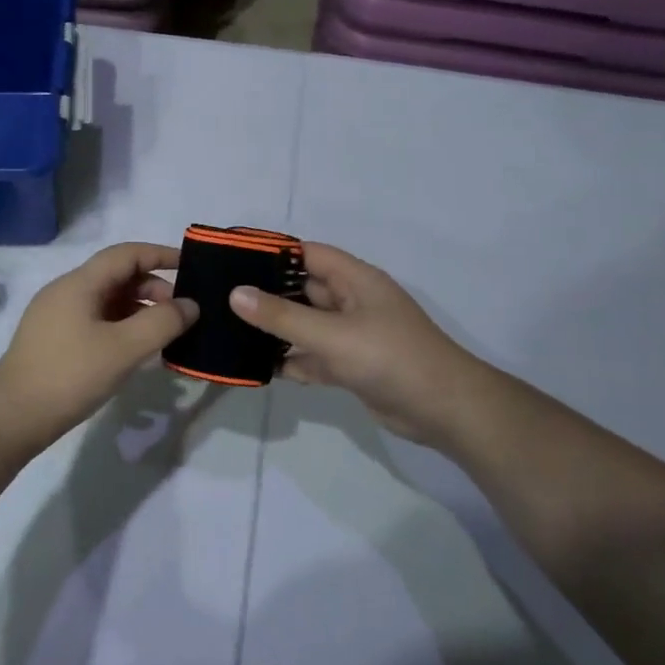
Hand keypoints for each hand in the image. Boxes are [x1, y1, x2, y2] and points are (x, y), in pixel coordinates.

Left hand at [0, 242, 198, 447]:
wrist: (12, 416)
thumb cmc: (70, 375)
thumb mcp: (124, 348)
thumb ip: (162, 322)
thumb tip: (190, 305)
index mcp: (79, 283)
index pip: (126, 254)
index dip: (160, 255)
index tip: (191, 266)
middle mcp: (66, 291)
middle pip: (117, 276)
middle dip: (153, 288)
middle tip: (180, 314)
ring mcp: (56, 315)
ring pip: (106, 300)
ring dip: (138, 309)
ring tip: (163, 335)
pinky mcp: (53, 339)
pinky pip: (95, 319)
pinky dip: (121, 325)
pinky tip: (134, 350)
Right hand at [229, 241, 476, 440]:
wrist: (444, 410)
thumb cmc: (390, 358)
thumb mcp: (331, 334)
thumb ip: (282, 315)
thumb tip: (236, 294)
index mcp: (354, 280)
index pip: (306, 254)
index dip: (271, 254)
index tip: (232, 260)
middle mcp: (351, 302)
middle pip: (301, 289)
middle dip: (265, 293)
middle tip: (220, 297)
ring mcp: (351, 335)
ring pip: (304, 325)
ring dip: (274, 329)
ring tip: (229, 329)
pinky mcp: (350, 366)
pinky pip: (311, 356)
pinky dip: (289, 360)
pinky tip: (256, 366)